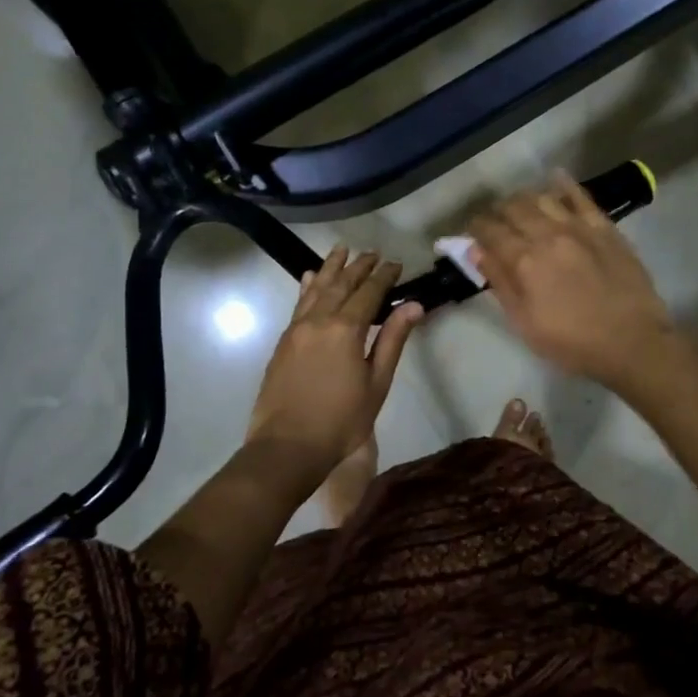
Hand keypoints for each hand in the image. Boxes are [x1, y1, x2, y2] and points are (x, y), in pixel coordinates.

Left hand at [247, 247, 424, 474]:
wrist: (286, 446)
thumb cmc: (341, 421)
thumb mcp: (376, 383)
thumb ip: (393, 340)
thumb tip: (414, 306)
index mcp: (346, 329)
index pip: (369, 292)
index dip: (383, 275)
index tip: (395, 263)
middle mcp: (319, 320)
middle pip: (341, 284)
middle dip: (358, 266)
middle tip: (373, 253)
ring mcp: (297, 329)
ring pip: (316, 288)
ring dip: (330, 267)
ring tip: (341, 250)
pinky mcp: (283, 341)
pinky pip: (298, 303)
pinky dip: (307, 287)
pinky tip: (309, 277)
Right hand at [469, 174, 675, 387]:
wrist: (632, 342)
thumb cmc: (572, 342)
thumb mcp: (524, 322)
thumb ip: (499, 282)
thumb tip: (475, 250)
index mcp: (524, 261)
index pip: (490, 231)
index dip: (477, 227)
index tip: (473, 230)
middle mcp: (547, 234)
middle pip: (514, 208)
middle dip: (498, 211)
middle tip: (496, 221)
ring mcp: (578, 227)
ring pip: (542, 197)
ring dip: (525, 199)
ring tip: (522, 207)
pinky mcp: (604, 227)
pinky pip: (581, 196)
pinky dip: (564, 184)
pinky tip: (556, 178)